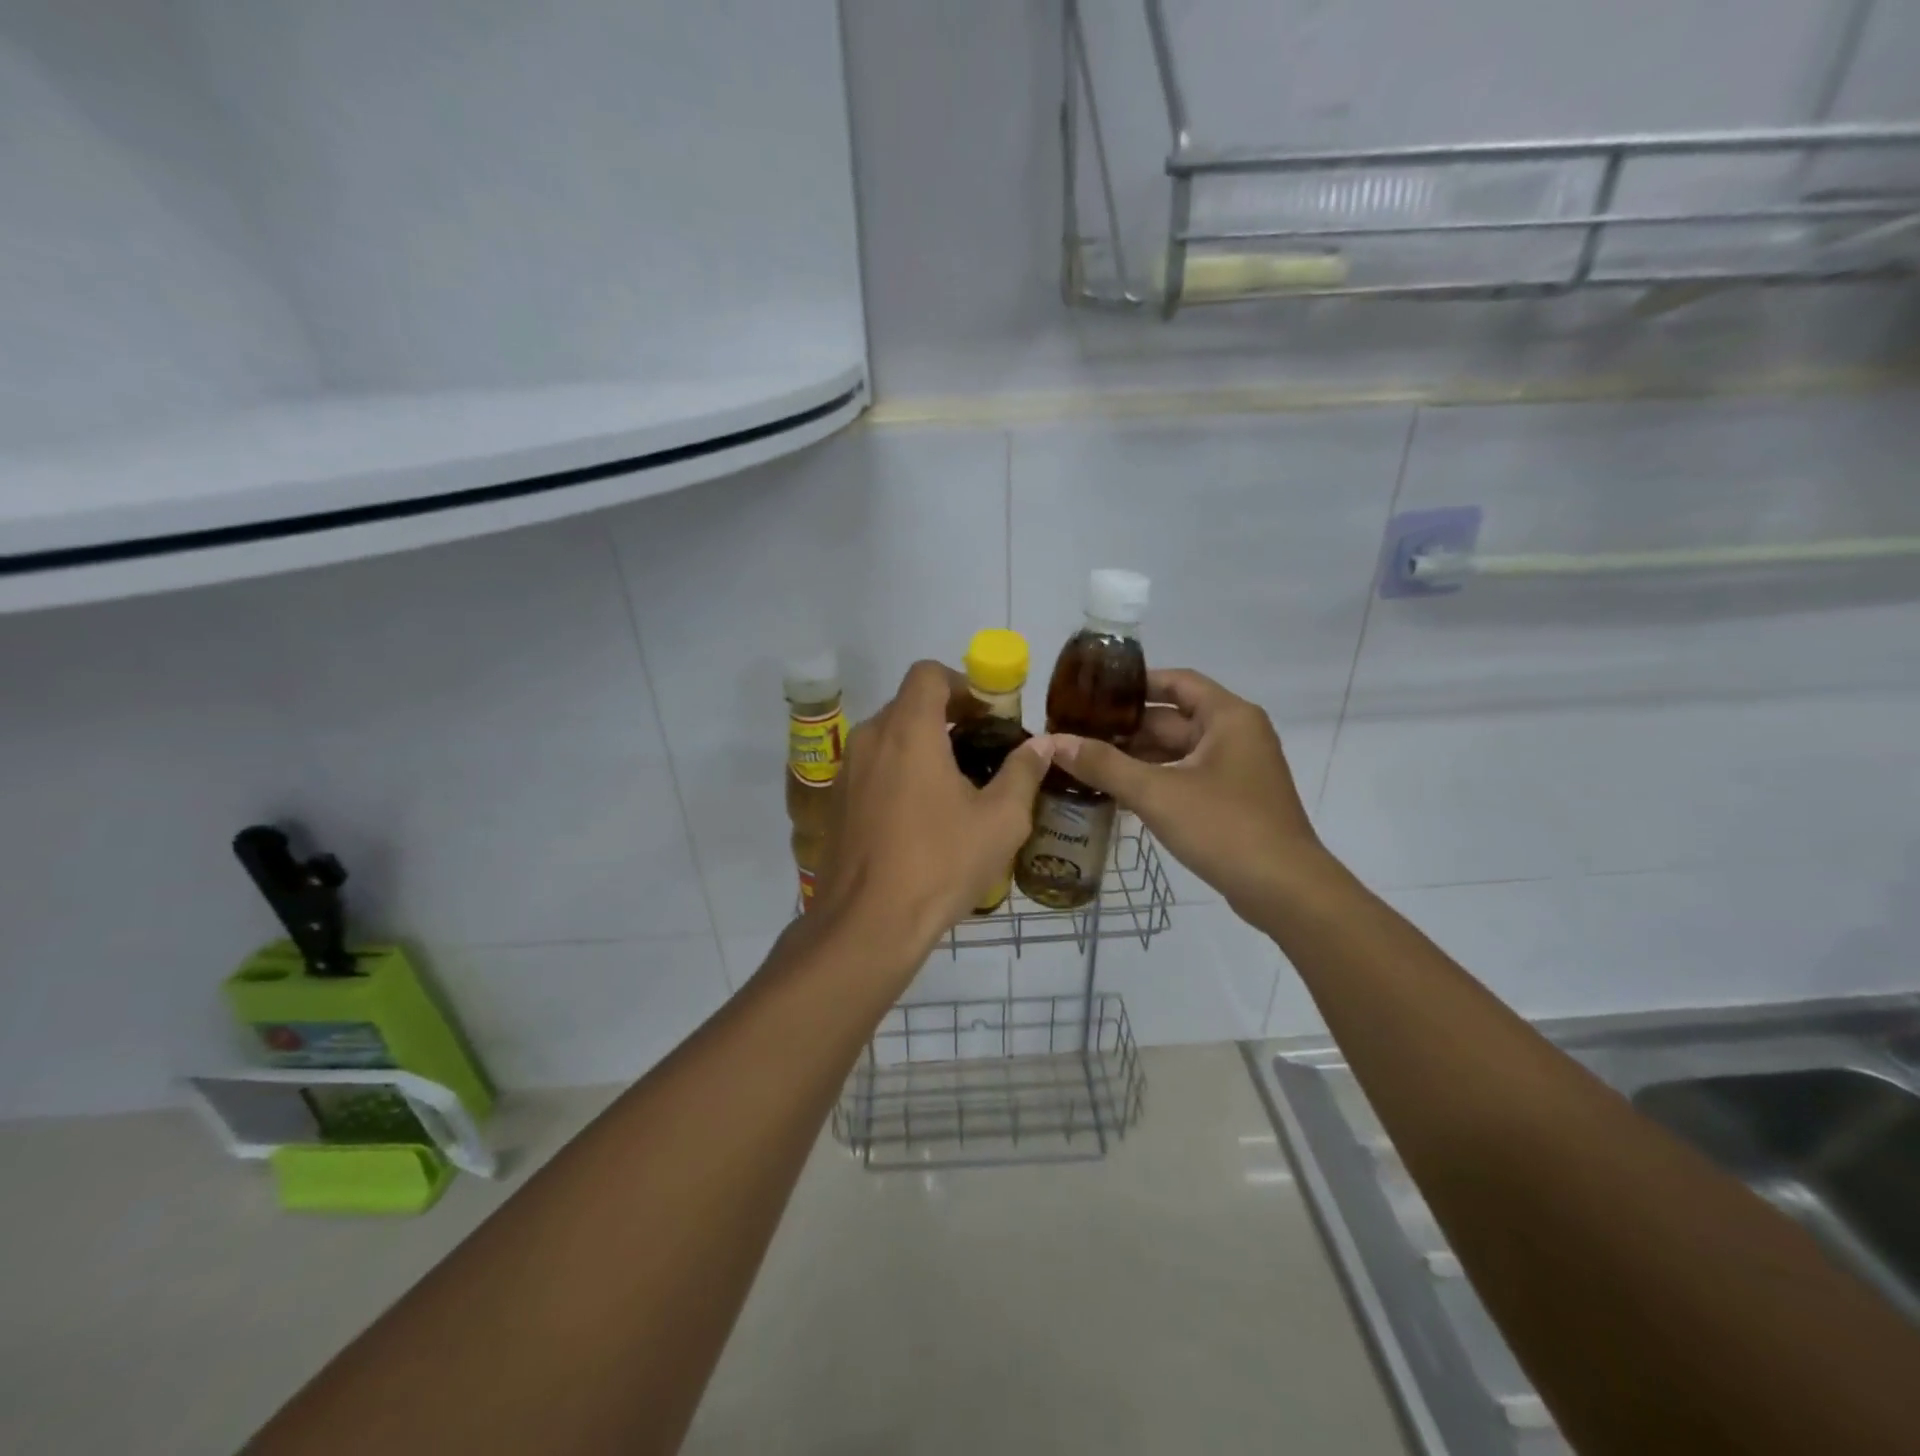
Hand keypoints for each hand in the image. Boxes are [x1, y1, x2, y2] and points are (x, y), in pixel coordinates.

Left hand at [811, 661, 1053, 973]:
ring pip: (889, 737)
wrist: (868, 924)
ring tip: (956, 786)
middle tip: (981, 750)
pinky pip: (872, 767)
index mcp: (908, 731)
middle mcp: (870, 739)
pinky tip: (922, 816)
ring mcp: (847, 771)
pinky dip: (899, 771)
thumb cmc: (940, 863)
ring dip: (922, 745)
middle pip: (909, 704)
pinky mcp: (836, 802)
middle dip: (947, 716)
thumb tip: (1042, 744)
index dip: (962, 683)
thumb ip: (1023, 772)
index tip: (988, 715)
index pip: (928, 673)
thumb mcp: (1000, 820)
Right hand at [1052, 668, 1326, 919]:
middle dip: (1125, 726)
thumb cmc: (1225, 828)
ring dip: (1136, 757)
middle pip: (1172, 718)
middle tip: (1076, 732)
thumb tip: (1052, 741)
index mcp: (1228, 717)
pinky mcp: (1232, 801)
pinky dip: (1154, 781)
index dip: (1133, 683)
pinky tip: (1115, 793)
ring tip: (1085, 761)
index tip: (1091, 692)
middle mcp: (1236, 735)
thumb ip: (1103, 765)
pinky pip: (1185, 778)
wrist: (1285, 891)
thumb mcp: (1156, 793)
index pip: (1175, 682)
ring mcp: (1236, 770)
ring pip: (1177, 752)